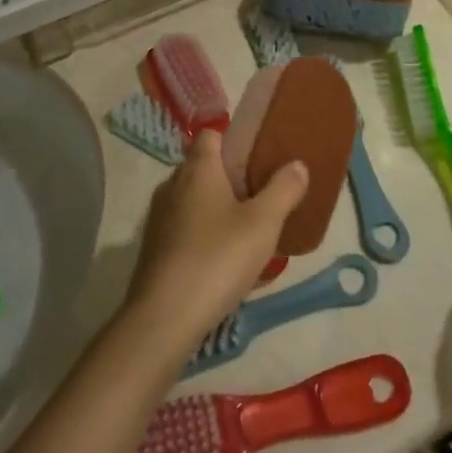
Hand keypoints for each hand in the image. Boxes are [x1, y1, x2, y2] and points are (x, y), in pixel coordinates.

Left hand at [124, 130, 308, 359]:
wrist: (164, 317)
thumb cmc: (217, 259)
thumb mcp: (263, 224)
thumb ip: (283, 190)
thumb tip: (297, 164)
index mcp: (198, 168)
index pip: (212, 134)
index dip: (235, 141)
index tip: (259, 159)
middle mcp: (173, 184)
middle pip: (204, 167)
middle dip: (231, 178)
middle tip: (262, 198)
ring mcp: (159, 216)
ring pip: (194, 199)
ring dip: (218, 209)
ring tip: (248, 232)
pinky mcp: (154, 247)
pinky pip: (184, 227)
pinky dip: (203, 234)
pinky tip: (224, 261)